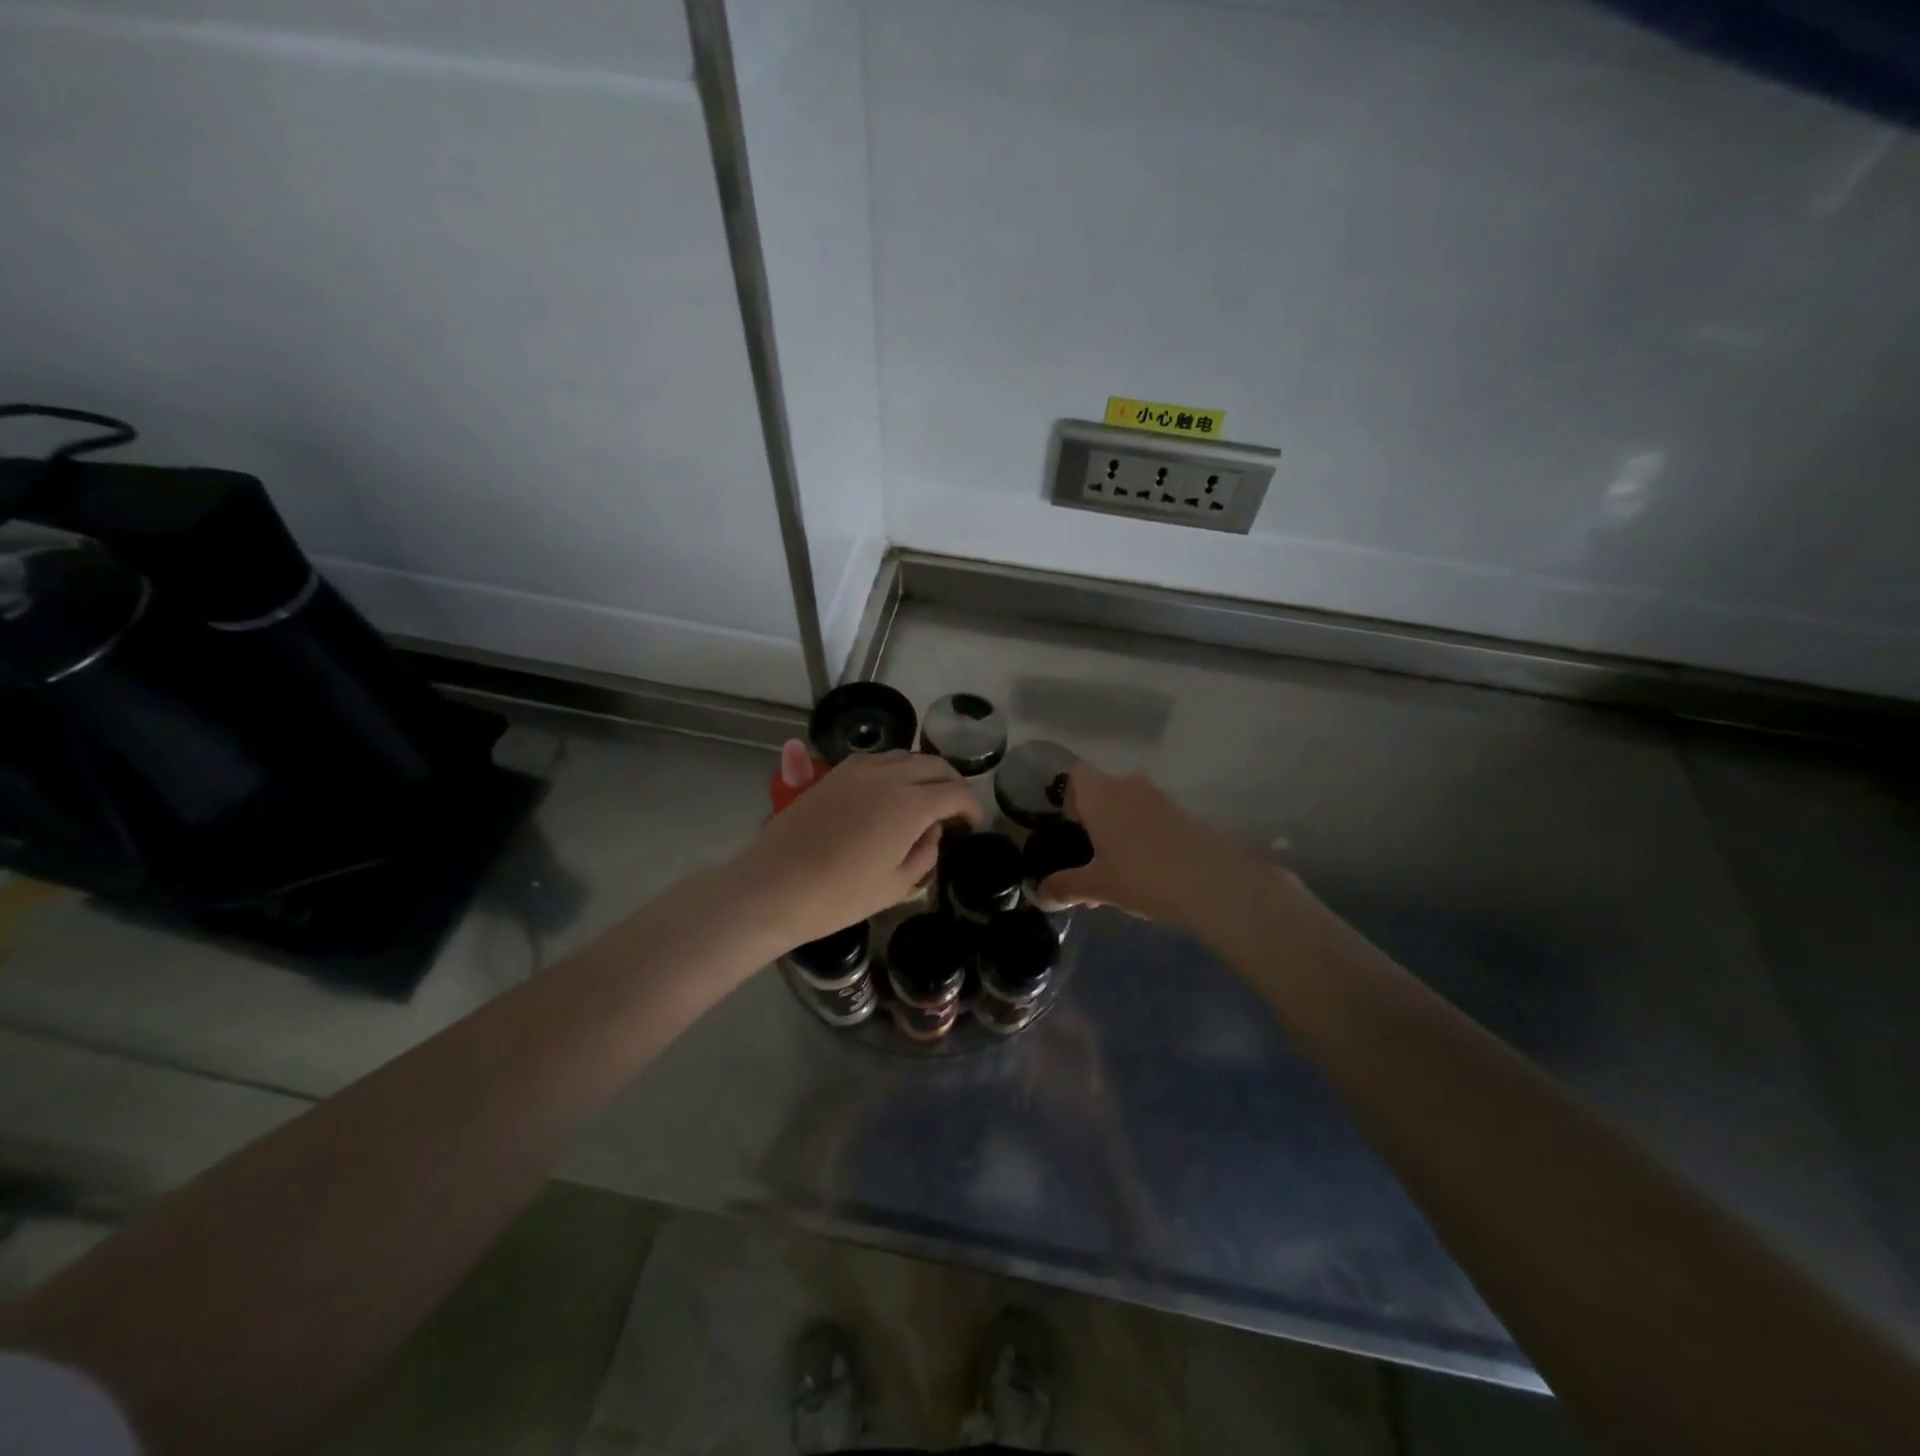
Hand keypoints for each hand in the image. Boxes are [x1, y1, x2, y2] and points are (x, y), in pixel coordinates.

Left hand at [730, 746, 980, 950]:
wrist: (773, 886)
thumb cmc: (839, 896)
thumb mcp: (895, 886)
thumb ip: (925, 853)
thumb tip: (932, 831)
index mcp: (910, 804)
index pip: (955, 792)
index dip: (971, 805)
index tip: (973, 822)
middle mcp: (888, 775)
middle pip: (933, 765)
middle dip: (951, 783)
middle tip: (955, 807)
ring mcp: (857, 770)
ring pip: (905, 757)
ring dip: (923, 773)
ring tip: (925, 798)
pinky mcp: (834, 773)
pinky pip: (877, 761)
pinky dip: (895, 771)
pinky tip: (891, 794)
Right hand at [1038, 764, 1267, 933]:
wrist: (1213, 884)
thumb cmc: (1143, 876)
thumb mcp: (1098, 886)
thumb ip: (1065, 886)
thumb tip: (1039, 894)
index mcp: (1102, 795)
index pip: (1076, 776)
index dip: (1069, 799)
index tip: (1071, 831)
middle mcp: (1128, 787)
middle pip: (1102, 792)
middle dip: (1093, 821)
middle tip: (1090, 859)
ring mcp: (1160, 799)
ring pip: (1127, 806)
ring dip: (1117, 831)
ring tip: (1116, 874)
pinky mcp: (1183, 815)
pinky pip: (1150, 818)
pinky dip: (1141, 837)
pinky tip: (1145, 874)